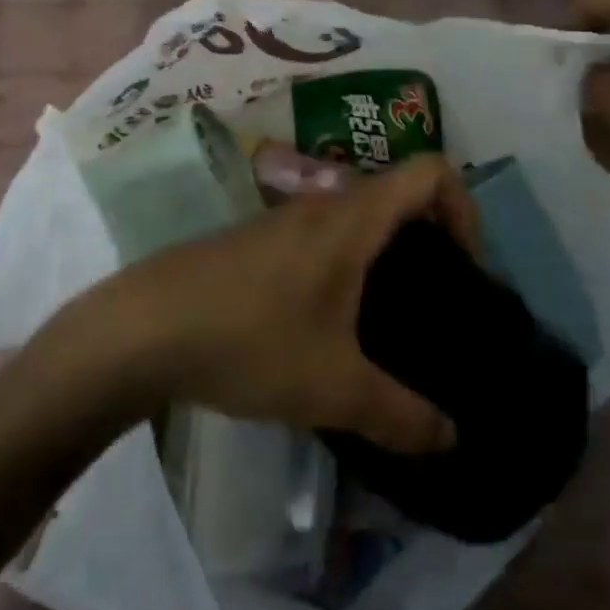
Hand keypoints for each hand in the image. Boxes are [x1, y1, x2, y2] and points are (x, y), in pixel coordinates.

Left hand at [81, 156, 474, 454]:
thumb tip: (452, 438)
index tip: (466, 268)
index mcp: (352, 219)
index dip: (464, 207)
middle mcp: (322, 206)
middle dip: (430, 239)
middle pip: (396, 194)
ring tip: (389, 322)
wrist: (143, 328)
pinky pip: (321, 238)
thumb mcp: (334, 388)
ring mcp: (284, 221)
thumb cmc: (249, 339)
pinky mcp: (256, 243)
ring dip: (384, 255)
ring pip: (355, 218)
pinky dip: (346, 266)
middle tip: (437, 302)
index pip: (430, 171)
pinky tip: (330, 327)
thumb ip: (400, 414)